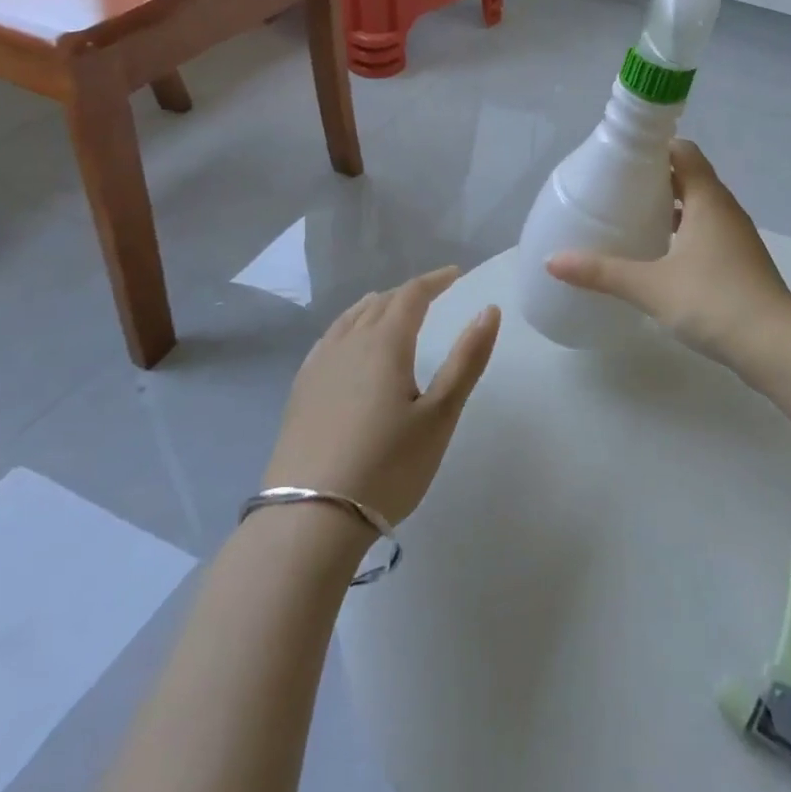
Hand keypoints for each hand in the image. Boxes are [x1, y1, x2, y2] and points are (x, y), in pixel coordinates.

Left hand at [263, 267, 500, 525]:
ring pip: (350, 318)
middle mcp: (349, 342)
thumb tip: (490, 311)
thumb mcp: (440, 415)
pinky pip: (329, 338)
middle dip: (408, 293)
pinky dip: (349, 326)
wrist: (311, 518)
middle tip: (431, 294)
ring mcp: (319, 365)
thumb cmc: (388, 466)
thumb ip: (466, 359)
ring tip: (391, 308)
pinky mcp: (300, 389)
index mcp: (385, 343)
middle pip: (380, 302)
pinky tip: (348, 343)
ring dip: (376, 306)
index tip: (455, 274)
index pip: (412, 294)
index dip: (435, 280)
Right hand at [547, 139, 790, 390]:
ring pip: (700, 208)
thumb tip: (552, 261)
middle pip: (690, 178)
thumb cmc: (713, 301)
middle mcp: (725, 210)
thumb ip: (601, 272)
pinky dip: (683, 234)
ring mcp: (737, 238)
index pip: (683, 152)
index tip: (621, 158)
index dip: (654, 148)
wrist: (776, 347)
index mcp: (708, 199)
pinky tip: (660, 257)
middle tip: (616, 189)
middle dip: (655, 180)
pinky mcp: (740, 264)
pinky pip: (707, 234)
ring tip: (633, 219)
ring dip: (671, 209)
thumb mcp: (650, 286)